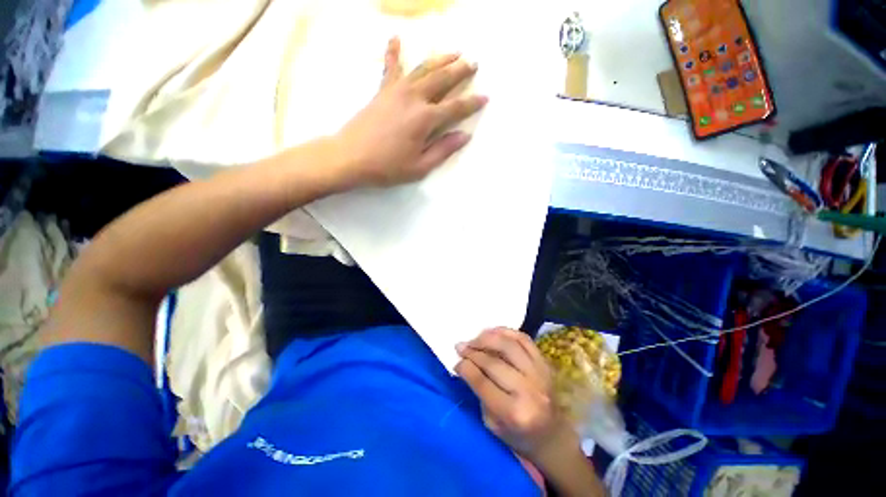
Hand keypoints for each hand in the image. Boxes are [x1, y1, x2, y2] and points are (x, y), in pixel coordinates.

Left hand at [333, 37, 487, 188]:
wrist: (350, 157)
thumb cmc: (387, 167)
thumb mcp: (420, 166)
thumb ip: (443, 149)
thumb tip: (464, 136)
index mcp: (425, 119)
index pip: (455, 108)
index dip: (472, 103)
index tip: (485, 97)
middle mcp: (414, 98)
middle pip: (442, 79)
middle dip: (460, 71)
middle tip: (473, 63)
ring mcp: (396, 91)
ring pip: (423, 69)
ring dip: (440, 59)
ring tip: (454, 52)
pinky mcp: (382, 91)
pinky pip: (390, 67)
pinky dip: (394, 52)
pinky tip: (396, 38)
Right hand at [455, 327, 578, 463]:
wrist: (552, 435)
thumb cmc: (518, 435)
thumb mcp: (492, 423)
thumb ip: (479, 392)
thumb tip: (465, 363)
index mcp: (514, 413)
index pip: (482, 382)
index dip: (465, 367)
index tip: (456, 360)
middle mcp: (529, 390)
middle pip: (494, 362)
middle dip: (473, 351)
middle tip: (461, 346)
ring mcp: (540, 374)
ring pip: (509, 345)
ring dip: (487, 337)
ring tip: (475, 338)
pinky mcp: (545, 363)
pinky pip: (524, 339)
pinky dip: (506, 331)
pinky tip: (493, 332)